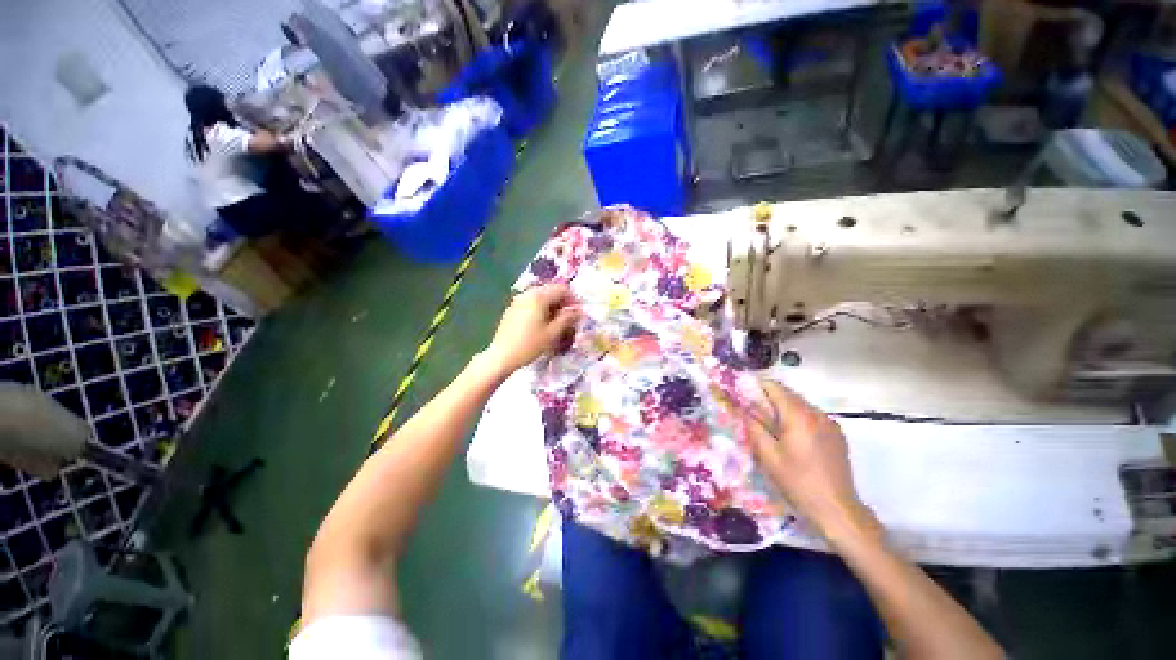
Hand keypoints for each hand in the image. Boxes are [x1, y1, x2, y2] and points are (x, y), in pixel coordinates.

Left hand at [482, 283, 580, 375]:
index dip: (573, 299)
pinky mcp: (512, 309)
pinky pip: (531, 303)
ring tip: (556, 323)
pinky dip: (540, 309)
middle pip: (551, 291)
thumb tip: (579, 311)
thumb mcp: (552, 333)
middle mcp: (528, 294)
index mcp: (539, 296)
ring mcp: (518, 300)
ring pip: (541, 297)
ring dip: (551, 306)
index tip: (577, 314)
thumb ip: (567, 318)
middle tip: (568, 319)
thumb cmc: (530, 344)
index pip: (562, 288)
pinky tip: (541, 324)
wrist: (502, 356)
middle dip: (562, 302)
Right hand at [750, 381, 878, 542]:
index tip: (743, 394)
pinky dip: (798, 418)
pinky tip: (792, 437)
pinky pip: (813, 416)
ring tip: (771, 426)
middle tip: (753, 412)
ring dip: (784, 409)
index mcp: (799, 416)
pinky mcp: (837, 434)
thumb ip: (754, 427)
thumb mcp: (768, 456)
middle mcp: (817, 413)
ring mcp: (830, 423)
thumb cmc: (798, 482)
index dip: (756, 387)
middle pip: (789, 394)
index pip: (775, 387)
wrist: (837, 509)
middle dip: (769, 398)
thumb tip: (743, 409)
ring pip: (801, 405)